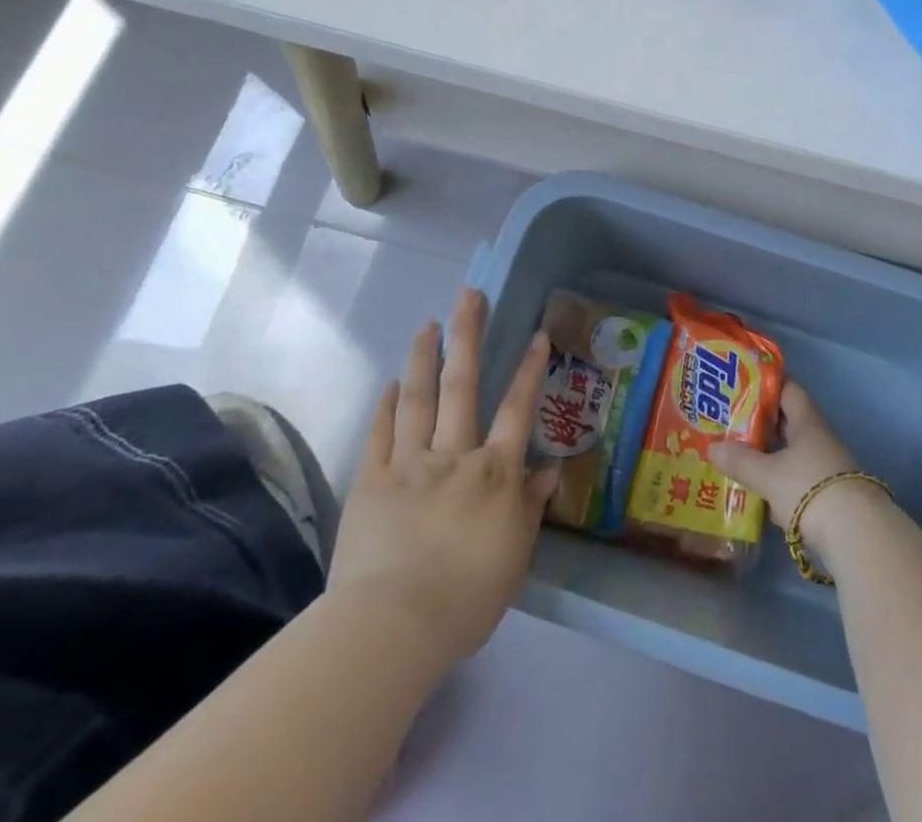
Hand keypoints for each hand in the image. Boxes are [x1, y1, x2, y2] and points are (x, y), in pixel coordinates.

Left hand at [330, 289, 558, 661]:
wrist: (393, 626)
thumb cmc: (466, 598)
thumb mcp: (515, 557)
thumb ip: (530, 507)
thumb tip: (550, 470)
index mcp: (493, 473)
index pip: (517, 410)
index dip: (529, 370)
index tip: (537, 334)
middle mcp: (454, 455)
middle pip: (463, 385)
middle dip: (468, 336)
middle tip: (470, 296)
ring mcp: (409, 464)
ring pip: (419, 398)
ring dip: (425, 357)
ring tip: (429, 323)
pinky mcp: (371, 482)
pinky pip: (381, 434)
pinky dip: (386, 405)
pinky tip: (391, 382)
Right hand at [708, 380, 858, 530]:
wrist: (855, 535)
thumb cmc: (808, 488)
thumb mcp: (768, 475)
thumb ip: (740, 461)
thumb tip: (712, 448)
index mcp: (806, 421)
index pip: (788, 389)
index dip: (767, 382)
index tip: (741, 380)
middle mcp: (817, 438)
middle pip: (787, 421)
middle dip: (760, 419)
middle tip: (729, 418)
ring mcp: (824, 467)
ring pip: (790, 451)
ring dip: (767, 452)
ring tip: (735, 452)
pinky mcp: (824, 495)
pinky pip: (794, 478)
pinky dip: (775, 480)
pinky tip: (755, 490)